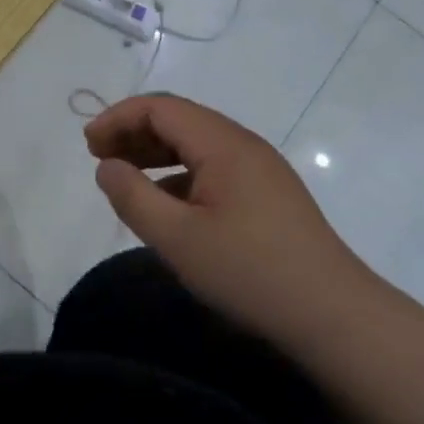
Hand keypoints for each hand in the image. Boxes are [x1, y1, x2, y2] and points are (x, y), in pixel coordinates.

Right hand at [85, 94, 379, 352]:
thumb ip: (133, 198)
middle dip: (134, 132)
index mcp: (223, 144)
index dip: (119, 118)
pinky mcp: (268, 195)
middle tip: (98, 157)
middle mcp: (243, 145)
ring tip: (124, 176)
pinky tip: (165, 204)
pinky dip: (179, 175)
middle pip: (179, 119)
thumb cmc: (250, 272)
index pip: (161, 107)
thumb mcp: (178, 239)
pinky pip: (213, 168)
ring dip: (155, 153)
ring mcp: (259, 170)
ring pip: (196, 144)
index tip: (88, 145)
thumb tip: (106, 166)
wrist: (334, 316)